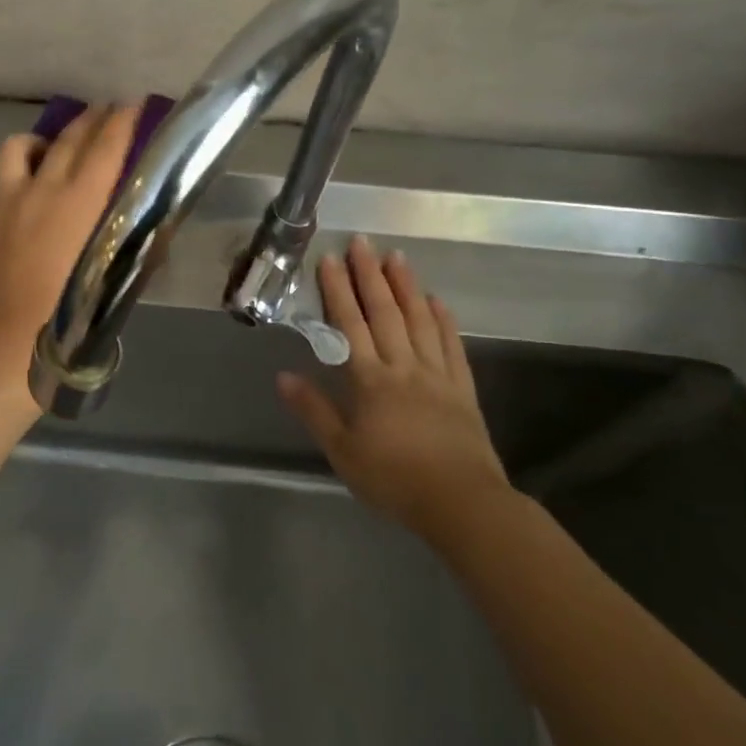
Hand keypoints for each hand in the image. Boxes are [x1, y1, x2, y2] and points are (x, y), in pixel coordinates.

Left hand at [0, 103, 139, 369]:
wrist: (15, 344)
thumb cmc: (77, 315)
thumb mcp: (120, 275)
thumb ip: (138, 239)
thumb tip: (153, 216)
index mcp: (82, 200)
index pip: (106, 146)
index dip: (122, 120)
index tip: (133, 103)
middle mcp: (43, 189)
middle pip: (67, 139)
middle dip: (90, 119)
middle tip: (105, 110)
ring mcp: (6, 202)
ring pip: (16, 149)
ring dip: (36, 145)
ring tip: (47, 155)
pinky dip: (2, 188)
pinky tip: (12, 201)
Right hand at [276, 235, 513, 545]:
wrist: (461, 503)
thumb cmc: (393, 478)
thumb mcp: (342, 451)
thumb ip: (314, 410)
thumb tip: (283, 375)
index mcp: (371, 380)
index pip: (350, 325)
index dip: (339, 290)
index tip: (330, 259)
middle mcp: (403, 366)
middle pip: (385, 313)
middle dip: (371, 275)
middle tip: (363, 242)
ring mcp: (437, 374)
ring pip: (419, 321)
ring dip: (406, 286)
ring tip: (397, 257)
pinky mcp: (462, 388)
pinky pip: (452, 346)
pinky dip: (443, 320)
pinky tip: (437, 301)